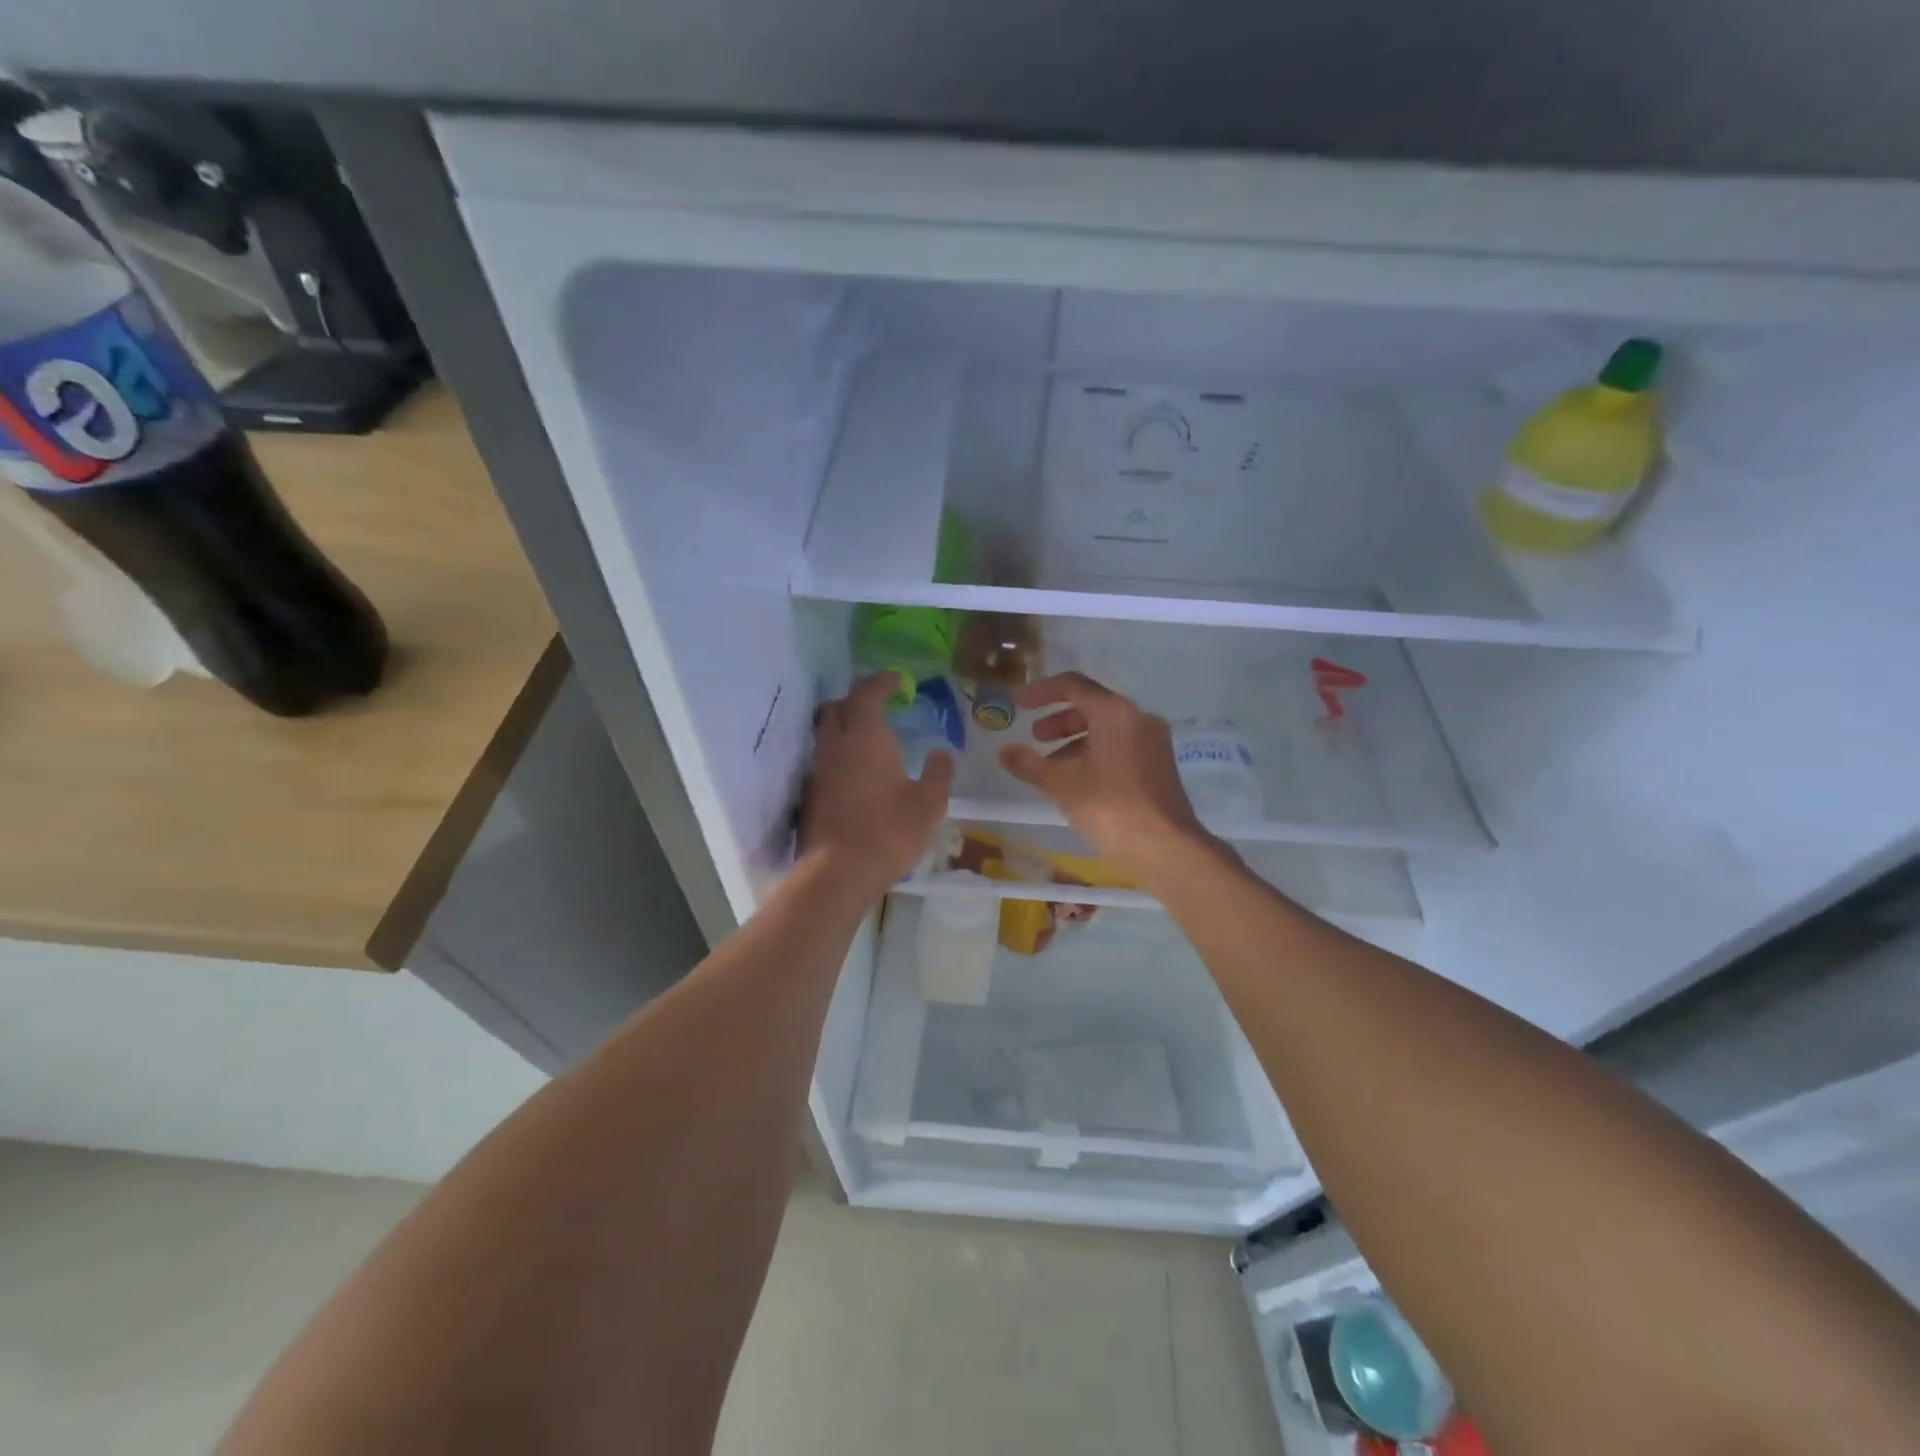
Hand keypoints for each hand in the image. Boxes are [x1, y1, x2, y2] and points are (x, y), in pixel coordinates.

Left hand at [802, 673, 952, 895]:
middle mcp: (836, 744)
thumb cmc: (889, 831)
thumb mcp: (929, 803)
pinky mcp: (810, 793)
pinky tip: (857, 773)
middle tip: (880, 707)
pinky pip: (824, 759)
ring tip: (870, 740)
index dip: (882, 680)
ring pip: (825, 732)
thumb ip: (938, 773)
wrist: (838, 872)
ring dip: (845, 726)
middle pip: (837, 706)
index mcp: (866, 736)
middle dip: (857, 700)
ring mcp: (819, 769)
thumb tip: (942, 752)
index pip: (867, 692)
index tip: (898, 680)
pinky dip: (839, 754)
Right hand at [997, 672, 1212, 881]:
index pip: (1072, 685)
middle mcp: (1138, 718)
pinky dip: (1095, 754)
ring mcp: (1154, 742)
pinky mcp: (1160, 765)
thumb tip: (1003, 750)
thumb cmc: (1109, 806)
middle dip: (1059, 720)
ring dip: (1075, 741)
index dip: (1040, 692)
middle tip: (1035, 737)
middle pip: (1091, 706)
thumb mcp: (1060, 784)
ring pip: (1107, 729)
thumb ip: (1028, 763)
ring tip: (1052, 768)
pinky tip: (1079, 783)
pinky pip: (1121, 747)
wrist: (1166, 848)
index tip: (1017, 703)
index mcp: (1115, 712)